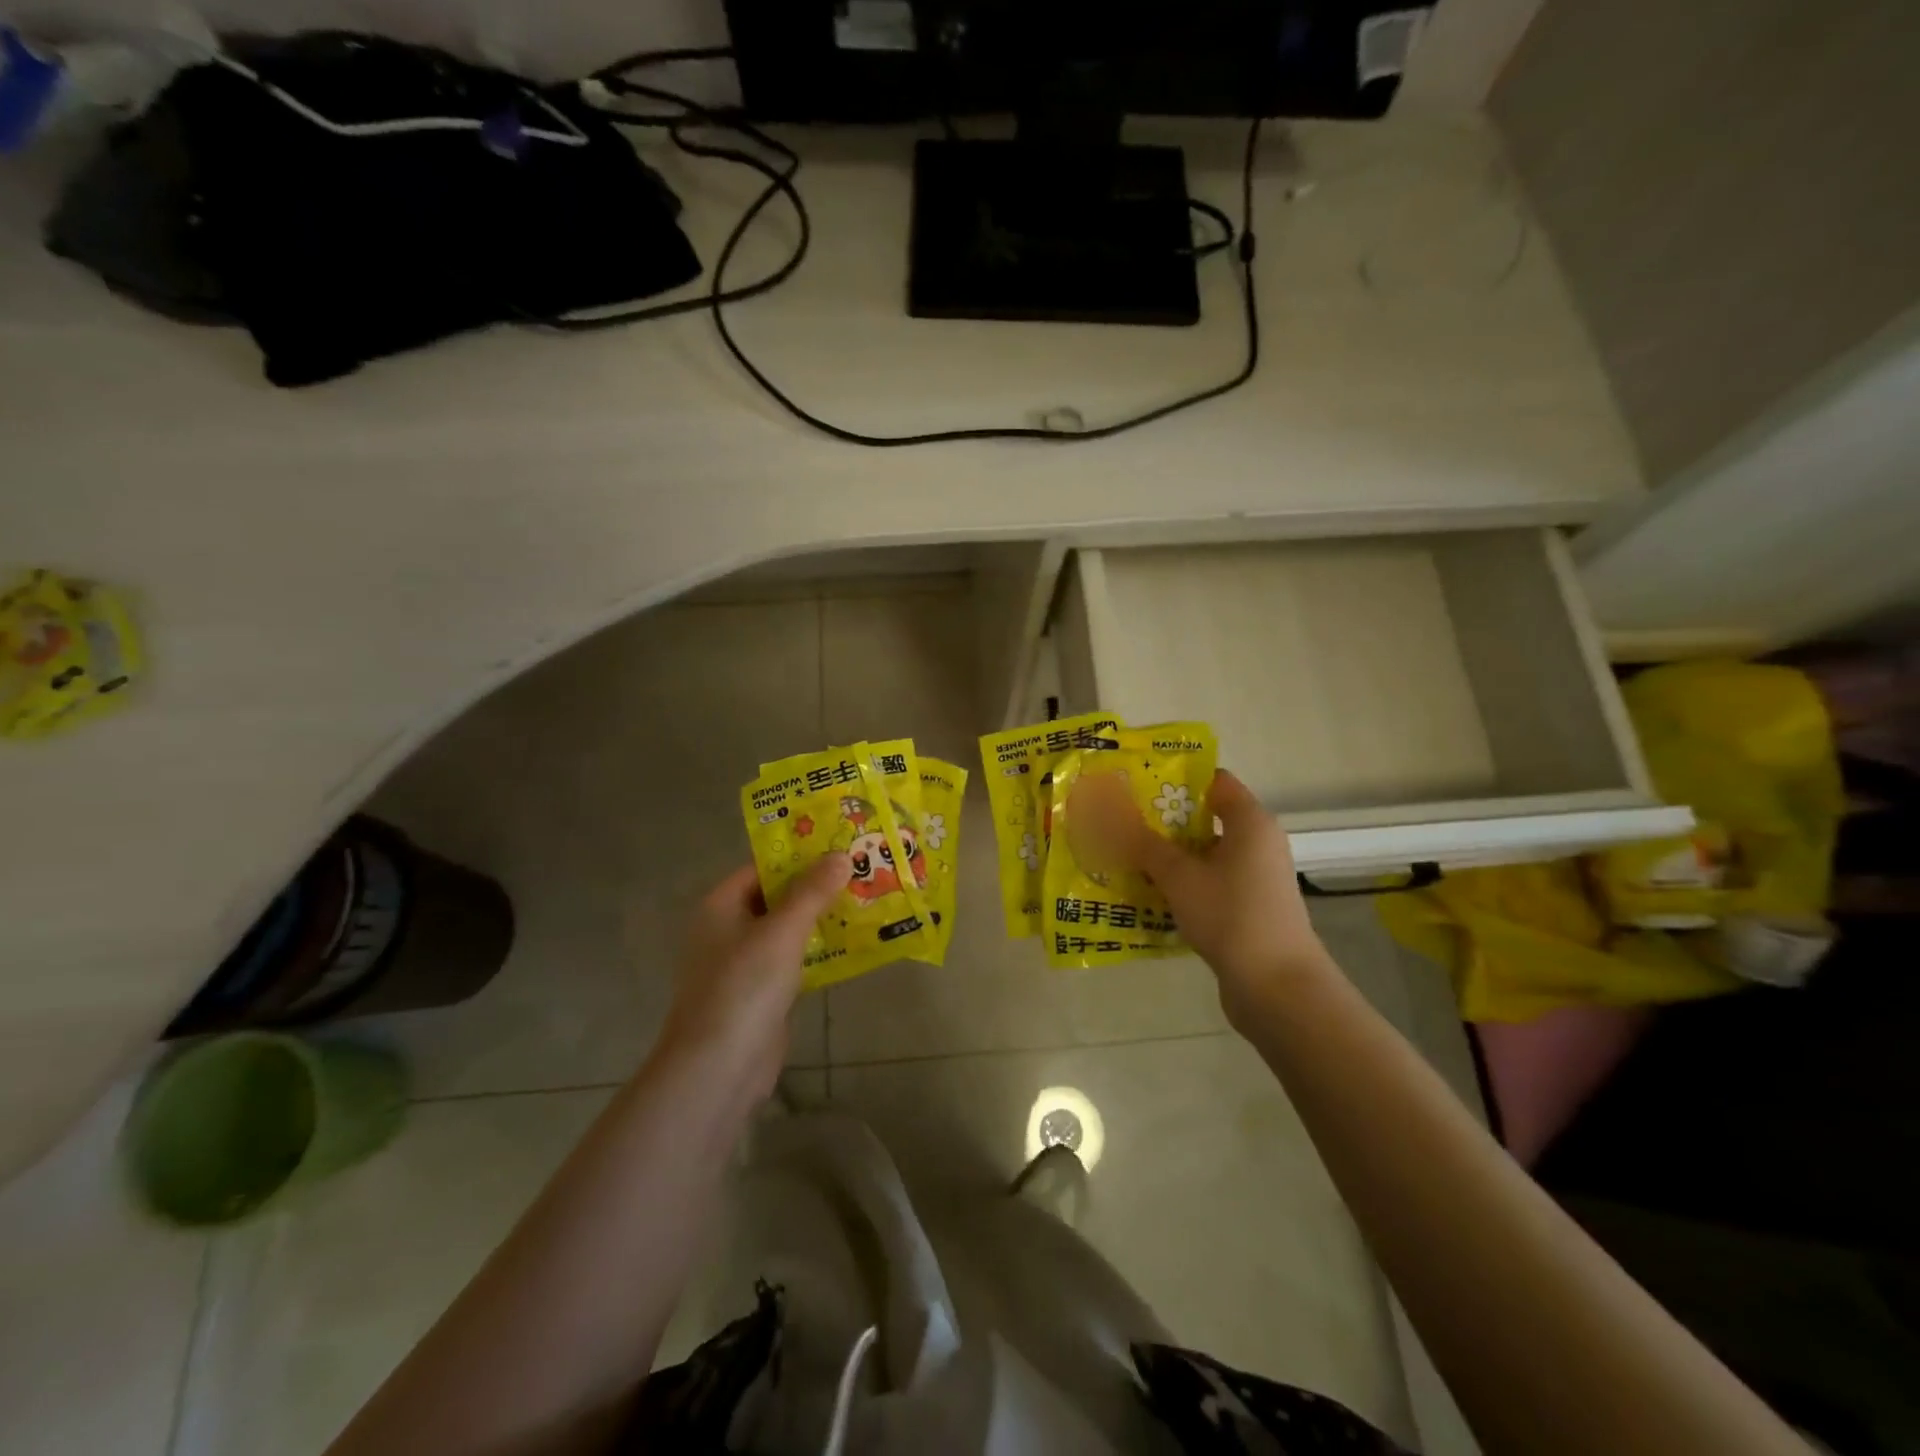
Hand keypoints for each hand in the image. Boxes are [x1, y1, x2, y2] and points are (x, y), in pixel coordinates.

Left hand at [654, 855, 850, 1096]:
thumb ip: (812, 892)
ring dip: (821, 919)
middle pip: (777, 896)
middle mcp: (728, 929)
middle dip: (817, 886)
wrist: (719, 1067)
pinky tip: (853, 944)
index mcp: (721, 906)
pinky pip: (793, 960)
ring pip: (787, 930)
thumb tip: (841, 855)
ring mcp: (743, 963)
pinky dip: (818, 951)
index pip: (763, 867)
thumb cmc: (744, 986)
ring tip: (867, 900)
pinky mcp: (761, 993)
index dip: (800, 855)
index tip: (840, 845)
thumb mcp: (782, 931)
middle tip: (862, 870)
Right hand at [1071, 770, 1328, 1029]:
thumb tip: (1112, 818)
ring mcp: (1253, 878)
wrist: (1277, 987)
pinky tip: (1146, 893)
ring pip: (1203, 854)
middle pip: (1205, 817)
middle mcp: (1256, 843)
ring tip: (1122, 854)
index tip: (1137, 783)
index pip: (1214, 781)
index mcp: (1249, 822)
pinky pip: (1207, 882)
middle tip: (1118, 819)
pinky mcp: (1247, 907)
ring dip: (1167, 855)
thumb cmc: (1231, 915)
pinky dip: (1180, 883)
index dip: (1177, 778)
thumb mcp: (1179, 876)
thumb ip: (1145, 845)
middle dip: (1162, 820)